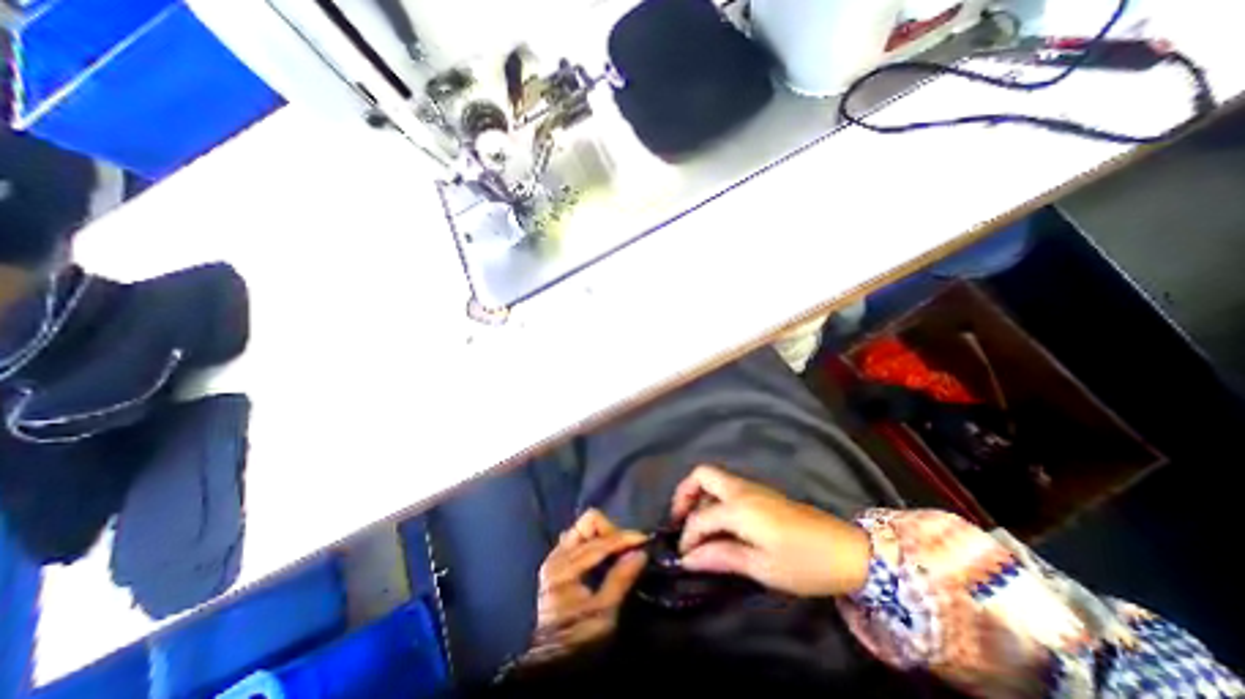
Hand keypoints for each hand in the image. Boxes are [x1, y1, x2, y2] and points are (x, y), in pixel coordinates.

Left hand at [523, 508, 647, 661]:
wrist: (555, 660)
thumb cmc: (579, 638)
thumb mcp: (603, 613)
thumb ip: (620, 579)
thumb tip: (641, 553)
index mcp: (565, 567)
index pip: (600, 542)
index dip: (624, 538)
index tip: (645, 539)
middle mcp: (557, 554)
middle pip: (589, 523)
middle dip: (612, 531)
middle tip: (628, 547)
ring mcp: (556, 555)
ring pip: (584, 527)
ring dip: (603, 534)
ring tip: (619, 550)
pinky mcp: (558, 560)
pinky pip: (578, 537)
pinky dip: (594, 539)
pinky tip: (605, 554)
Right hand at [671, 467, 874, 598]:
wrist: (846, 550)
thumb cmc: (804, 563)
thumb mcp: (762, 567)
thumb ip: (722, 557)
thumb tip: (688, 559)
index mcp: (738, 507)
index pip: (699, 517)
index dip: (687, 536)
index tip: (683, 557)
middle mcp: (740, 489)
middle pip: (702, 475)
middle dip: (685, 494)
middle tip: (680, 520)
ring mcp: (752, 488)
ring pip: (714, 479)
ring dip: (700, 497)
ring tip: (698, 527)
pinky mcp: (761, 493)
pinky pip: (727, 487)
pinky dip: (714, 499)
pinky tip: (720, 524)